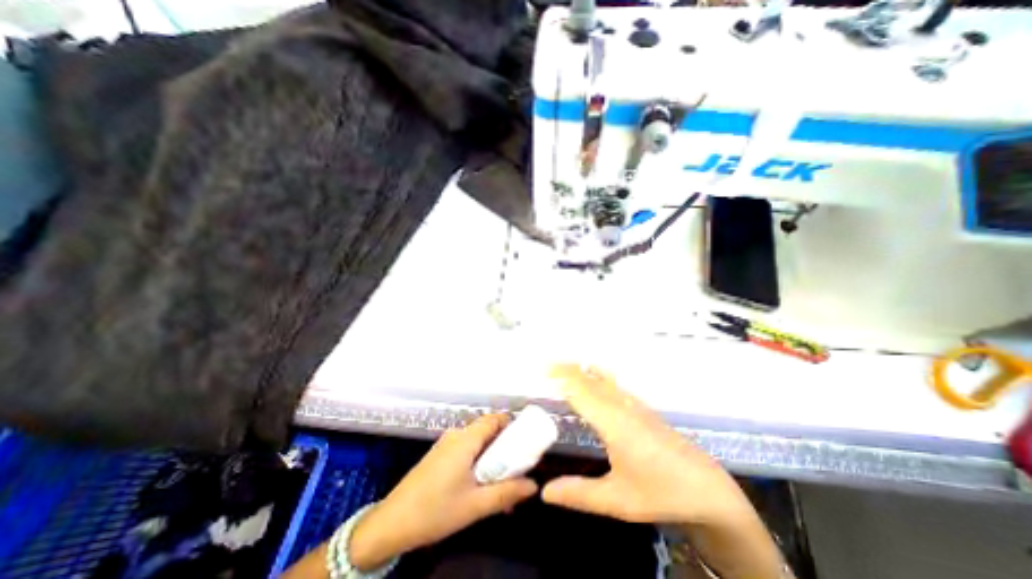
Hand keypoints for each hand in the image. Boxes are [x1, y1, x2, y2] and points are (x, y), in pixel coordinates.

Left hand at [348, 416, 539, 569]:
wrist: (391, 523)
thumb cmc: (435, 510)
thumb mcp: (475, 505)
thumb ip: (507, 493)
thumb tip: (533, 486)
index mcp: (466, 438)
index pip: (494, 418)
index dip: (512, 425)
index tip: (526, 441)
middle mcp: (456, 435)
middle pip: (488, 430)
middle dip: (505, 447)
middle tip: (517, 468)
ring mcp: (446, 444)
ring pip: (477, 442)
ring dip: (492, 457)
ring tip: (502, 482)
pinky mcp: (440, 455)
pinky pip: (466, 450)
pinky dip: (479, 461)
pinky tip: (481, 486)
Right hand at [544, 364, 754, 525]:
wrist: (708, 488)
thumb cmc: (661, 493)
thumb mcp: (617, 500)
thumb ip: (579, 494)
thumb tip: (544, 492)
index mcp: (612, 423)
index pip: (581, 391)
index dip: (562, 378)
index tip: (543, 370)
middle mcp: (621, 406)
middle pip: (589, 380)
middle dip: (568, 369)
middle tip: (546, 366)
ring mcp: (634, 404)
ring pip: (602, 379)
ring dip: (582, 370)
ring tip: (564, 366)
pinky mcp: (642, 408)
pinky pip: (614, 384)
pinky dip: (597, 375)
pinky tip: (595, 376)